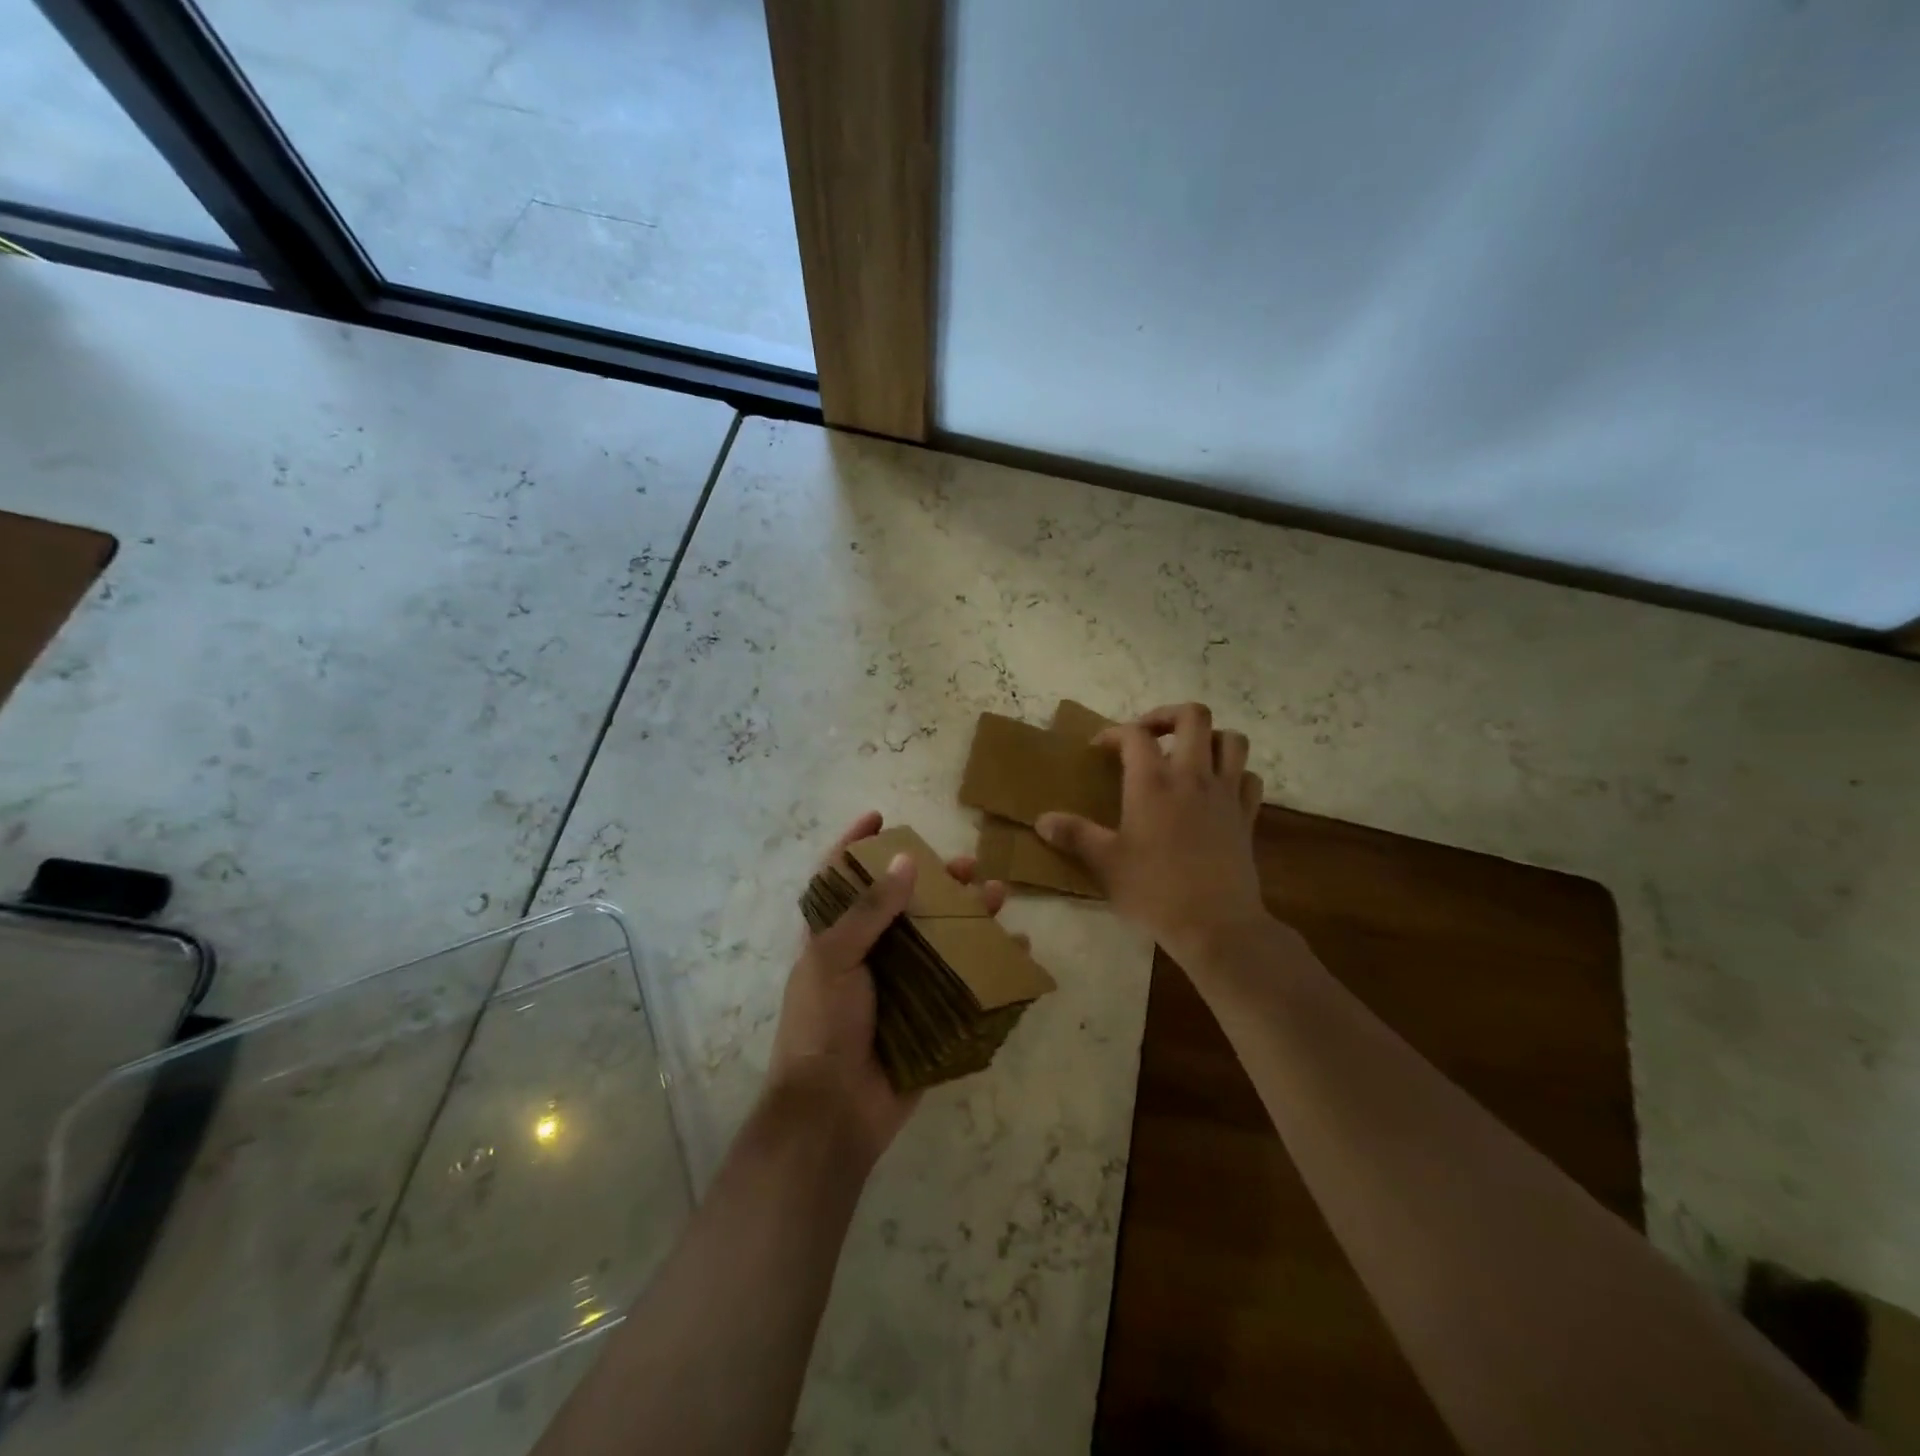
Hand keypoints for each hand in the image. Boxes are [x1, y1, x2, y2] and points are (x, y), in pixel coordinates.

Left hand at [766, 811, 1009, 1166]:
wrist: (833, 1113)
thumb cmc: (822, 1026)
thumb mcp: (833, 960)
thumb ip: (868, 911)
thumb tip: (904, 861)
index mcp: (834, 938)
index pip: (841, 878)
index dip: (855, 845)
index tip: (882, 817)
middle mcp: (870, 955)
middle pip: (905, 904)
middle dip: (936, 879)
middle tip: (966, 864)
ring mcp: (903, 986)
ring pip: (941, 938)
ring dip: (970, 915)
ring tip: (999, 896)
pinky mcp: (930, 1015)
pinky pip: (964, 981)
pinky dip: (991, 964)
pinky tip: (1017, 950)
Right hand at [1036, 702, 1266, 959]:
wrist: (1217, 925)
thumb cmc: (1155, 891)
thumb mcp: (1106, 864)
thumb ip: (1075, 835)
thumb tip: (1041, 821)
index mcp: (1153, 783)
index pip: (1135, 735)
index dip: (1114, 733)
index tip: (1099, 748)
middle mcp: (1193, 776)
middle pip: (1193, 717)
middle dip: (1168, 716)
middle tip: (1149, 735)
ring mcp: (1226, 794)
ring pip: (1231, 740)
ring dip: (1209, 738)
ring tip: (1188, 755)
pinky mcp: (1247, 816)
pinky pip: (1249, 778)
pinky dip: (1235, 774)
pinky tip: (1218, 789)